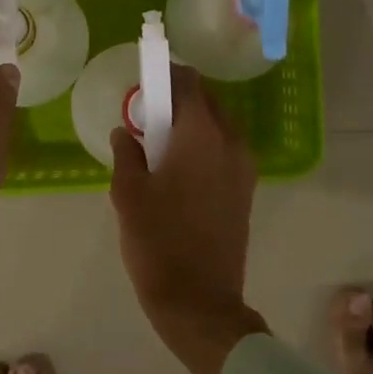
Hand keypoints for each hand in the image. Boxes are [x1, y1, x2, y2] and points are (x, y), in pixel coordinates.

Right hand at [109, 64, 268, 373]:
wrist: (199, 300)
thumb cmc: (158, 241)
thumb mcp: (128, 193)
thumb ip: (126, 153)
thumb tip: (126, 132)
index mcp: (202, 135)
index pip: (188, 83)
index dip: (166, 73)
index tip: (144, 79)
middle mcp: (231, 143)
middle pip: (207, 102)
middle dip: (178, 100)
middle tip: (147, 116)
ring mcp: (244, 168)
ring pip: (218, 127)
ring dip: (191, 124)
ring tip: (159, 146)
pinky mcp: (246, 191)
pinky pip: (224, 151)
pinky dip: (203, 146)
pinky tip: (177, 171)